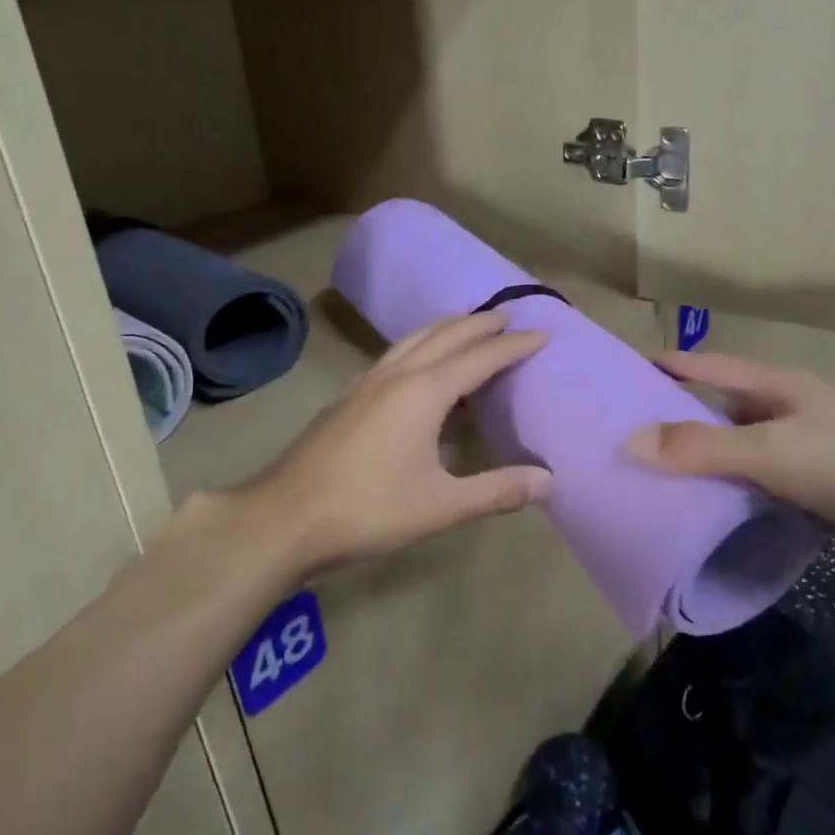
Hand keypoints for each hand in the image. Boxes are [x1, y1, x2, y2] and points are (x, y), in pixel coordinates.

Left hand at [192, 311, 552, 575]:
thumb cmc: (369, 509)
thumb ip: (496, 491)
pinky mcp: (349, 396)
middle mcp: (397, 375)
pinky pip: (396, 354)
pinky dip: (421, 345)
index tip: (544, 333)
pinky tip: (419, 364)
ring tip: (469, 327)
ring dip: (447, 328)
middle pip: (446, 335)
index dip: (515, 346)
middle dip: (481, 324)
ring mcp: (367, 382)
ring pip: (415, 339)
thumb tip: (548, 481)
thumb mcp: (442, 506)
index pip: (481, 357)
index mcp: (424, 392)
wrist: (286, 517)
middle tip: (509, 317)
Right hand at [627, 351, 834, 591]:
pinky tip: (698, 513)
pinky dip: (726, 493)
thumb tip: (630, 442)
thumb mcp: (770, 451)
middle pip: (716, 408)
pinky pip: (752, 485)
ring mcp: (798, 453)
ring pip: (734, 451)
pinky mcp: (809, 491)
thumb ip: (702, 447)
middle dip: (674, 420)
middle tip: (623, 438)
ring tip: (648, 478)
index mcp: (775, 387)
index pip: (707, 366)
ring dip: (699, 463)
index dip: (666, 368)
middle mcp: (783, 413)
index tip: (620, 378)